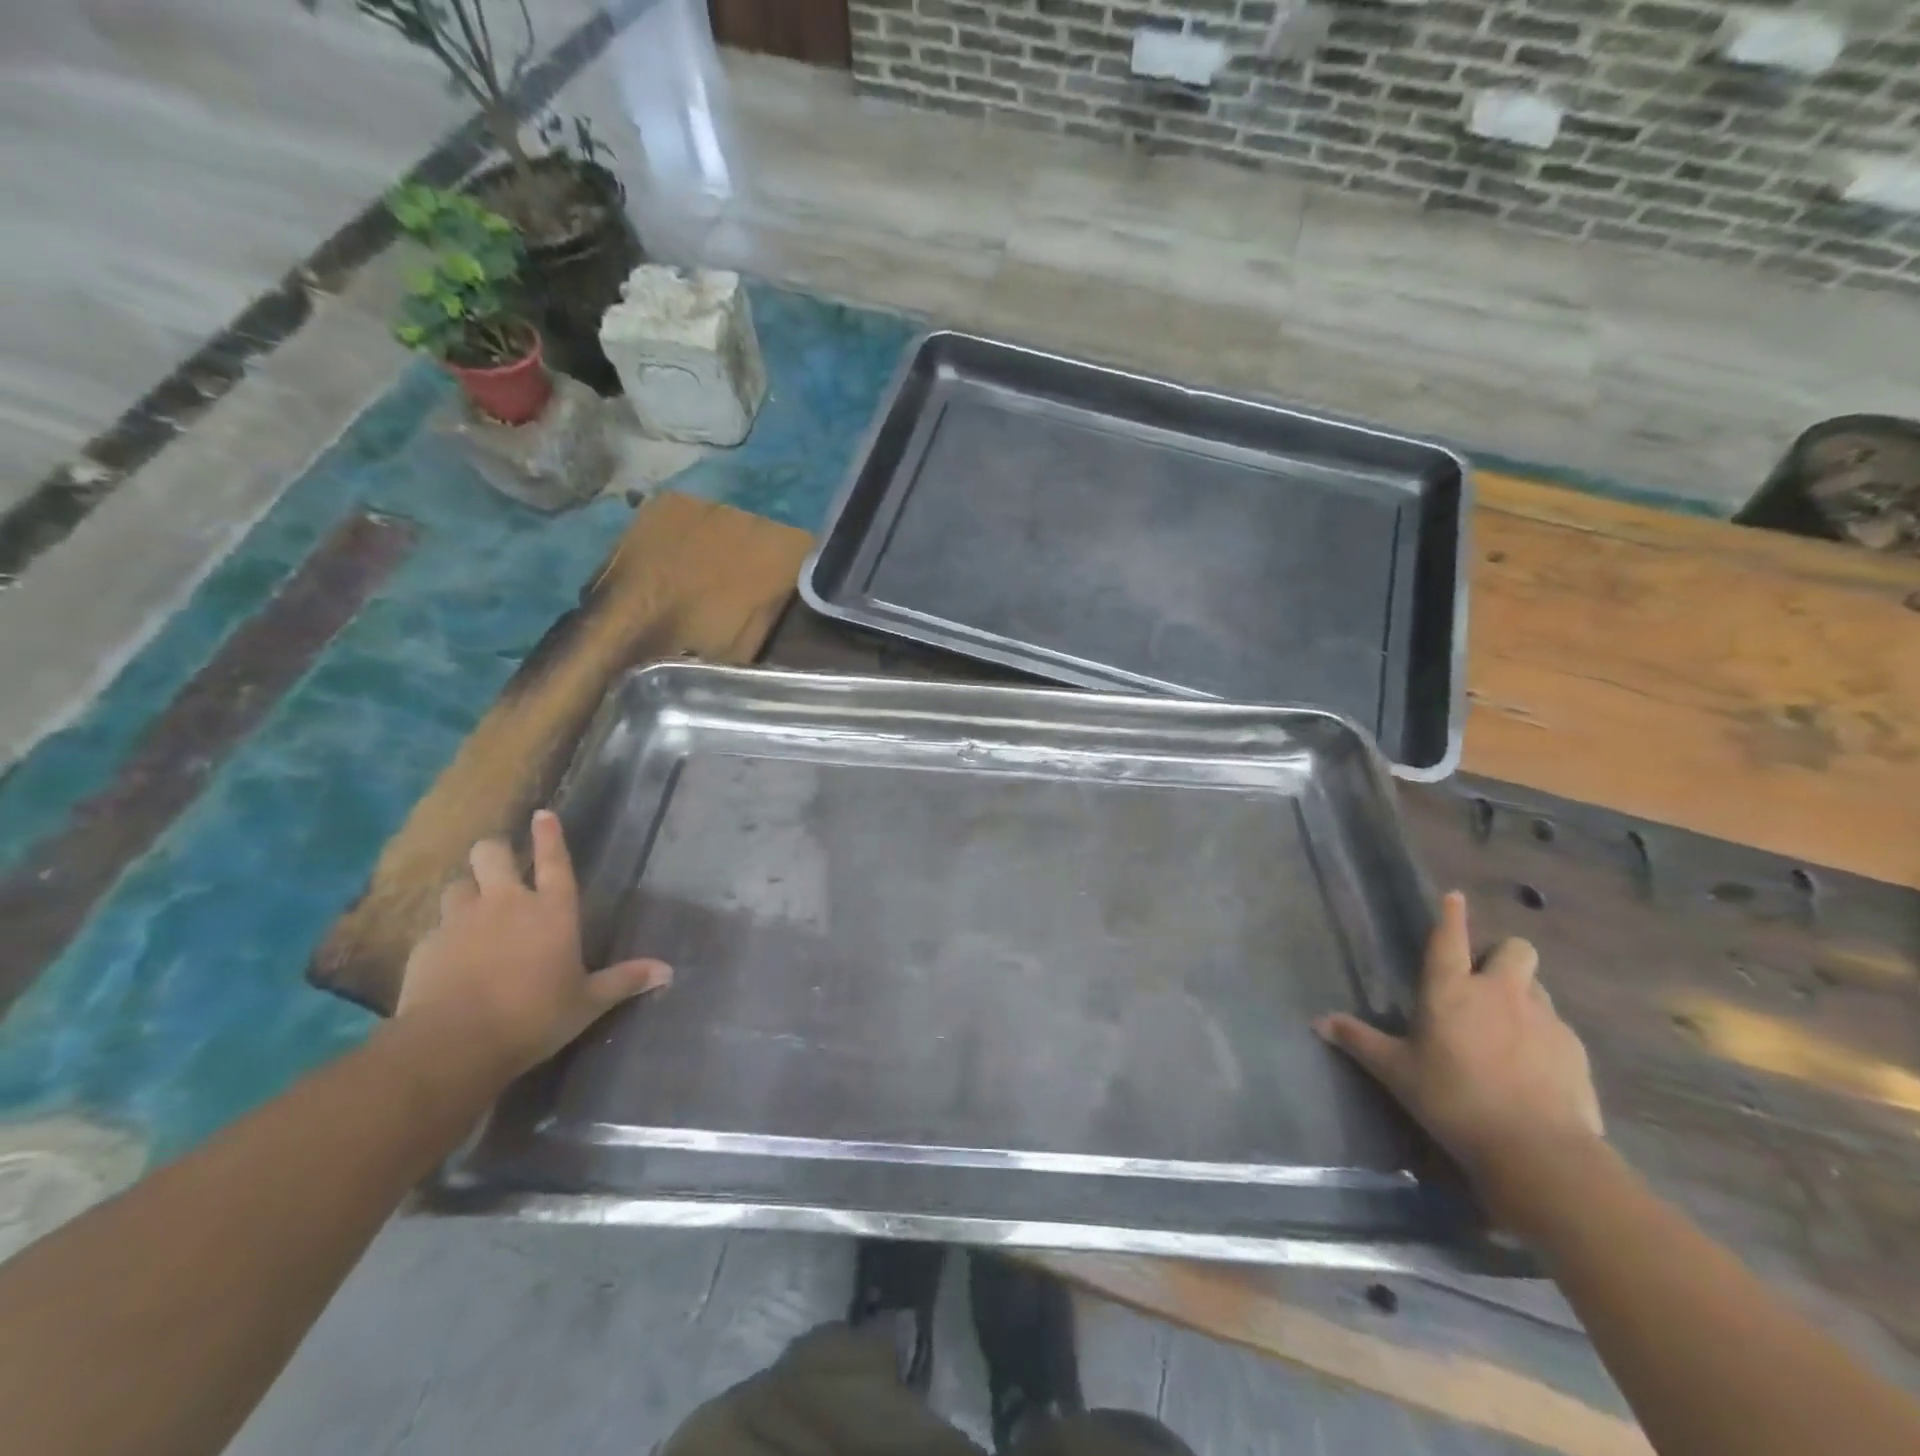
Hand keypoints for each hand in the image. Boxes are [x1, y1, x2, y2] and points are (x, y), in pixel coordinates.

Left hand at [395, 810, 670, 1080]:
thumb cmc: (535, 1016)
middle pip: (491, 854)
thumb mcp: (587, 1002)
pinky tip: (447, 955)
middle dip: (494, 853)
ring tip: (472, 910)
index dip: (549, 836)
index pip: (553, 860)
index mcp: (552, 911)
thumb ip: (624, 981)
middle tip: (499, 867)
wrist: (454, 1043)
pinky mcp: (426, 945)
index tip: (542, 814)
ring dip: (467, 892)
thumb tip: (668, 971)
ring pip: (458, 885)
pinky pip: (435, 927)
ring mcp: (461, 921)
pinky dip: (444, 934)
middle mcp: (506, 904)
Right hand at [1316, 891, 1602, 1193]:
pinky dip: (1544, 1034)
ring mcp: (1543, 1018)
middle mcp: (1499, 991)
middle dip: (1503, 955)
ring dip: (1523, 994)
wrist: (1536, 1148)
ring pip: (1538, 985)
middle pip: (1515, 949)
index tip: (1455, 896)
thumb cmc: (1452, 1099)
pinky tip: (1534, 1066)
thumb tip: (1317, 1022)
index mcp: (1450, 990)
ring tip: (1508, 1025)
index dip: (1451, 914)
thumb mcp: (1396, 1071)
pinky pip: (1558, 1026)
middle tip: (1487, 981)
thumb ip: (1359, 1040)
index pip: (1449, 938)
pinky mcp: (1575, 1049)